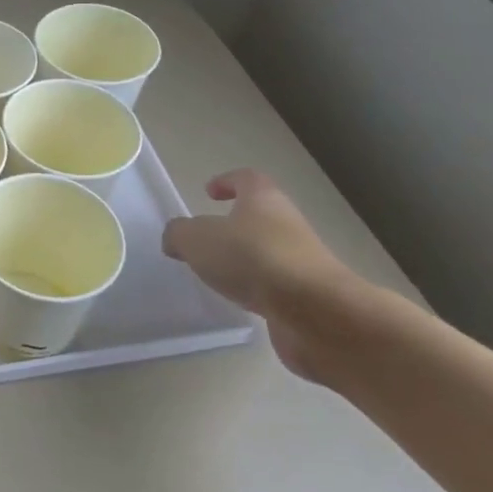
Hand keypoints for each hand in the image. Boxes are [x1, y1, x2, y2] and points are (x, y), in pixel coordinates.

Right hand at [162, 169, 351, 377]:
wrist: (317, 312)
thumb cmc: (253, 259)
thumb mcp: (196, 239)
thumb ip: (178, 234)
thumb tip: (176, 238)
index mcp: (263, 200)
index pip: (247, 179)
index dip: (227, 181)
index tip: (208, 192)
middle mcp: (287, 225)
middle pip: (259, 217)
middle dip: (233, 226)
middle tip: (204, 241)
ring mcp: (301, 261)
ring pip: (267, 253)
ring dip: (245, 261)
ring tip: (217, 275)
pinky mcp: (307, 297)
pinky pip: (275, 286)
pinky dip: (257, 290)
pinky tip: (239, 302)